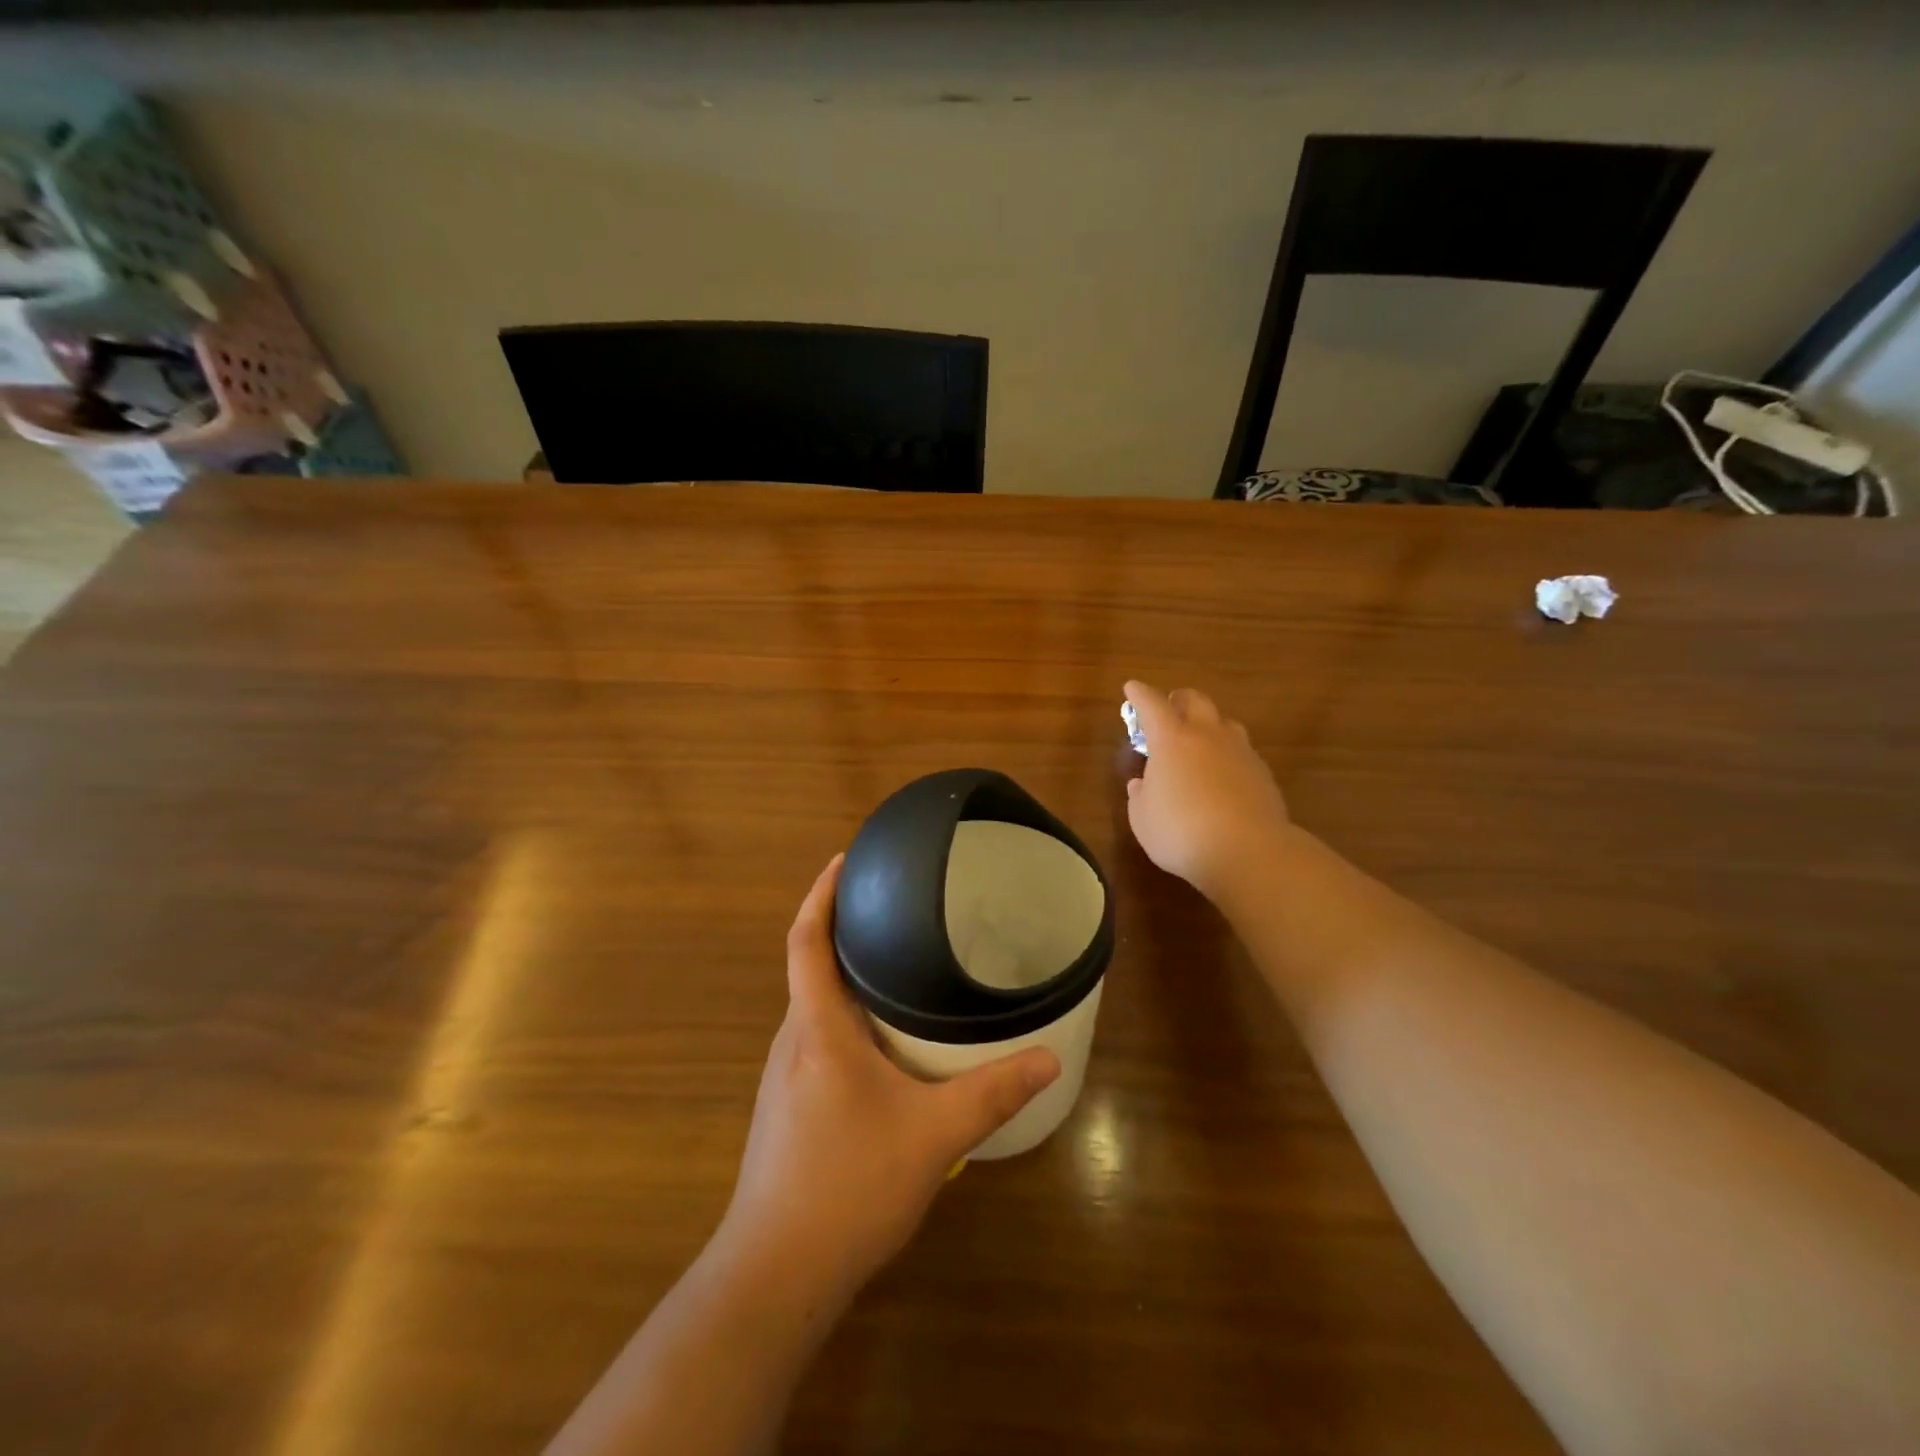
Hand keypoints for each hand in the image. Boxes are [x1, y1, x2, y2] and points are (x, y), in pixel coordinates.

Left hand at [718, 856, 1060, 1301]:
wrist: (776, 1273)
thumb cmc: (848, 1185)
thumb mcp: (934, 1136)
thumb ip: (992, 1092)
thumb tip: (1048, 1057)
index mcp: (818, 1029)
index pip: (805, 942)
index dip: (819, 894)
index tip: (843, 859)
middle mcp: (793, 1041)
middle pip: (809, 967)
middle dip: (842, 930)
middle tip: (892, 907)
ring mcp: (784, 1077)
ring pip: (814, 1007)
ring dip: (844, 977)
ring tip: (894, 963)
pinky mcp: (786, 1106)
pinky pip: (816, 1039)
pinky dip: (844, 1017)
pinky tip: (882, 1040)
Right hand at [1123, 680, 1291, 897]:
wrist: (1249, 852)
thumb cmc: (1181, 832)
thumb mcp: (1142, 818)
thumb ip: (1140, 795)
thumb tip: (1143, 783)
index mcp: (1171, 739)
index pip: (1152, 704)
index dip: (1139, 694)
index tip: (1131, 688)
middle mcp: (1207, 735)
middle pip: (1195, 700)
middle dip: (1178, 700)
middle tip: (1168, 710)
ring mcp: (1240, 751)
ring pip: (1224, 722)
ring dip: (1208, 724)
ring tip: (1198, 742)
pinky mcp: (1262, 772)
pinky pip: (1241, 750)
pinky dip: (1227, 754)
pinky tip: (1222, 775)